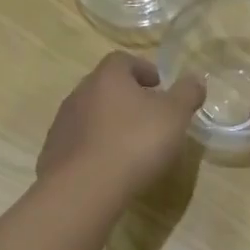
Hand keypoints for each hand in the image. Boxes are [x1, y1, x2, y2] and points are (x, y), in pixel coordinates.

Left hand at [37, 52, 206, 207]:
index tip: (159, 86)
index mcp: (107, 77)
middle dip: (126, 97)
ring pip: (90, 115)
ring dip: (109, 123)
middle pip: (104, 87)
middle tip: (148, 115)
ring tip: (130, 144)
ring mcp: (62, 124)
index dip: (143, 69)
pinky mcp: (53, 153)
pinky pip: (79, 142)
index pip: (123, 60)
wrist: (84, 188)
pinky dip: (94, 147)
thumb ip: (187, 94)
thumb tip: (195, 78)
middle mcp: (79, 93)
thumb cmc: (134, 143)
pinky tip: (109, 167)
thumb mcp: (174, 116)